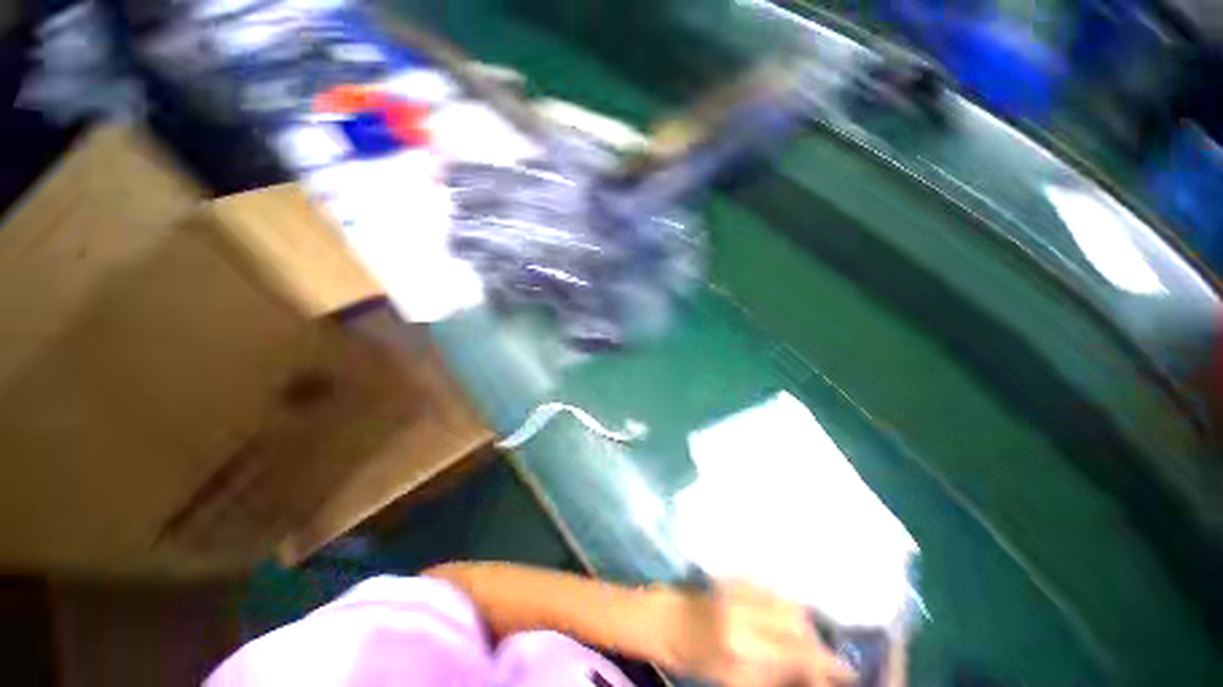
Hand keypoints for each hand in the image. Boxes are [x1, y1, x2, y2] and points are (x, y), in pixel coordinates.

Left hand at [658, 581, 854, 686]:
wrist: (669, 621)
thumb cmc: (698, 658)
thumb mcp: (737, 680)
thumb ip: (777, 676)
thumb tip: (811, 675)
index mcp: (743, 644)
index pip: (797, 651)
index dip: (825, 662)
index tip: (846, 671)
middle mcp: (745, 610)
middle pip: (797, 622)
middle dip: (817, 641)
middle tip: (824, 657)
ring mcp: (740, 589)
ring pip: (788, 602)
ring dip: (804, 622)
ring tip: (807, 639)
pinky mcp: (736, 578)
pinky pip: (773, 589)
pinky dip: (787, 604)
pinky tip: (790, 617)